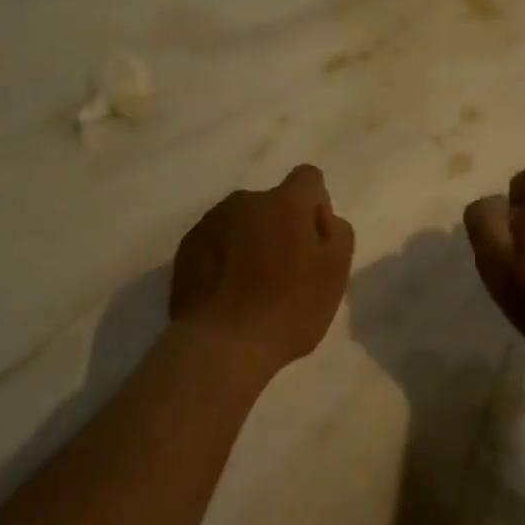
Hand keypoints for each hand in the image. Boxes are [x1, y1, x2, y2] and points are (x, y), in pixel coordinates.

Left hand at [170, 165, 355, 378]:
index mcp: (284, 203)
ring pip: (242, 222)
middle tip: (286, 272)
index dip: (316, 207)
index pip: (308, 178)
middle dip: (282, 226)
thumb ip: (337, 232)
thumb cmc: (288, 310)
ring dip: (252, 241)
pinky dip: (225, 258)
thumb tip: (322, 218)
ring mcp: (210, 223)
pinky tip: (229, 293)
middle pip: (273, 203)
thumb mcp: (336, 273)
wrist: (221, 346)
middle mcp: (244, 201)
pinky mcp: (186, 248)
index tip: (314, 243)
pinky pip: (216, 242)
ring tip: (253, 286)